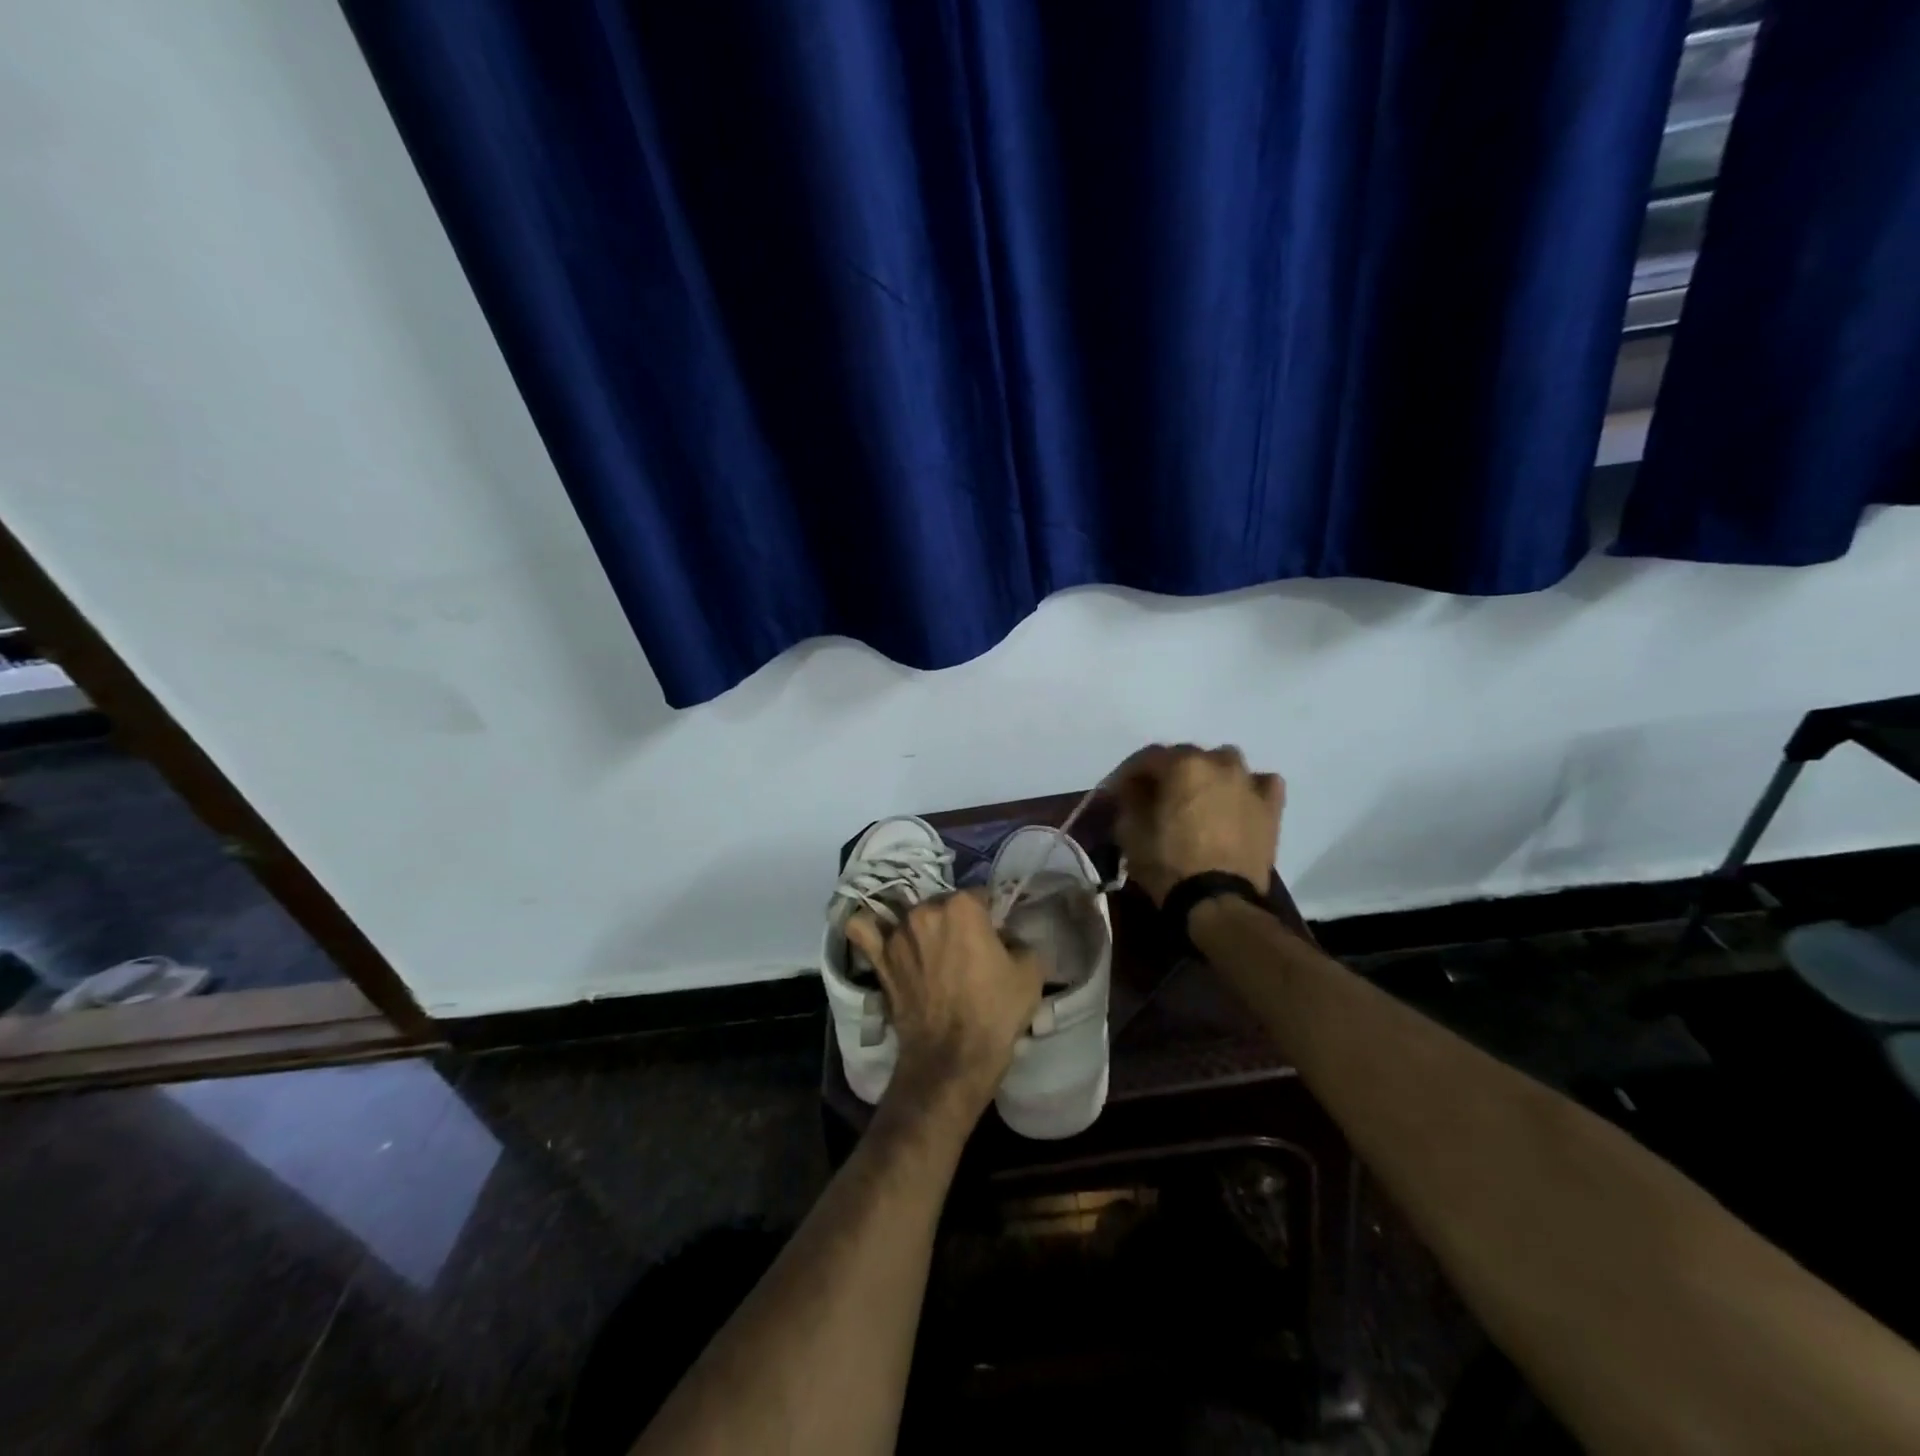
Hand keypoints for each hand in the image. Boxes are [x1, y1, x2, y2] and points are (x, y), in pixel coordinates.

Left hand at [845, 890, 1043, 1124]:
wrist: (952, 1060)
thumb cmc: (995, 1013)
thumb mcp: (1030, 971)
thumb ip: (1018, 940)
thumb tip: (1004, 936)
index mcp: (963, 907)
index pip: (981, 896)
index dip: (991, 915)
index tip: (996, 935)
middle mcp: (925, 910)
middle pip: (945, 905)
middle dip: (957, 921)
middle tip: (969, 950)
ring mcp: (897, 934)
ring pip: (911, 917)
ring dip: (924, 929)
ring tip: (935, 955)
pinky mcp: (879, 959)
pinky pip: (864, 930)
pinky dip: (871, 927)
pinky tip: (881, 932)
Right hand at [1109, 743, 1283, 904]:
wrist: (1218, 902)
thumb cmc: (1168, 864)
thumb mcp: (1130, 831)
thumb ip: (1129, 800)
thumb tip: (1133, 789)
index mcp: (1182, 765)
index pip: (1147, 757)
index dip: (1128, 773)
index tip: (1117, 791)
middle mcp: (1218, 763)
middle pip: (1186, 757)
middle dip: (1167, 772)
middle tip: (1153, 796)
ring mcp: (1248, 783)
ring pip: (1224, 763)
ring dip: (1207, 774)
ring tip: (1196, 798)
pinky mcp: (1270, 808)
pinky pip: (1260, 784)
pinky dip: (1246, 788)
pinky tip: (1236, 801)